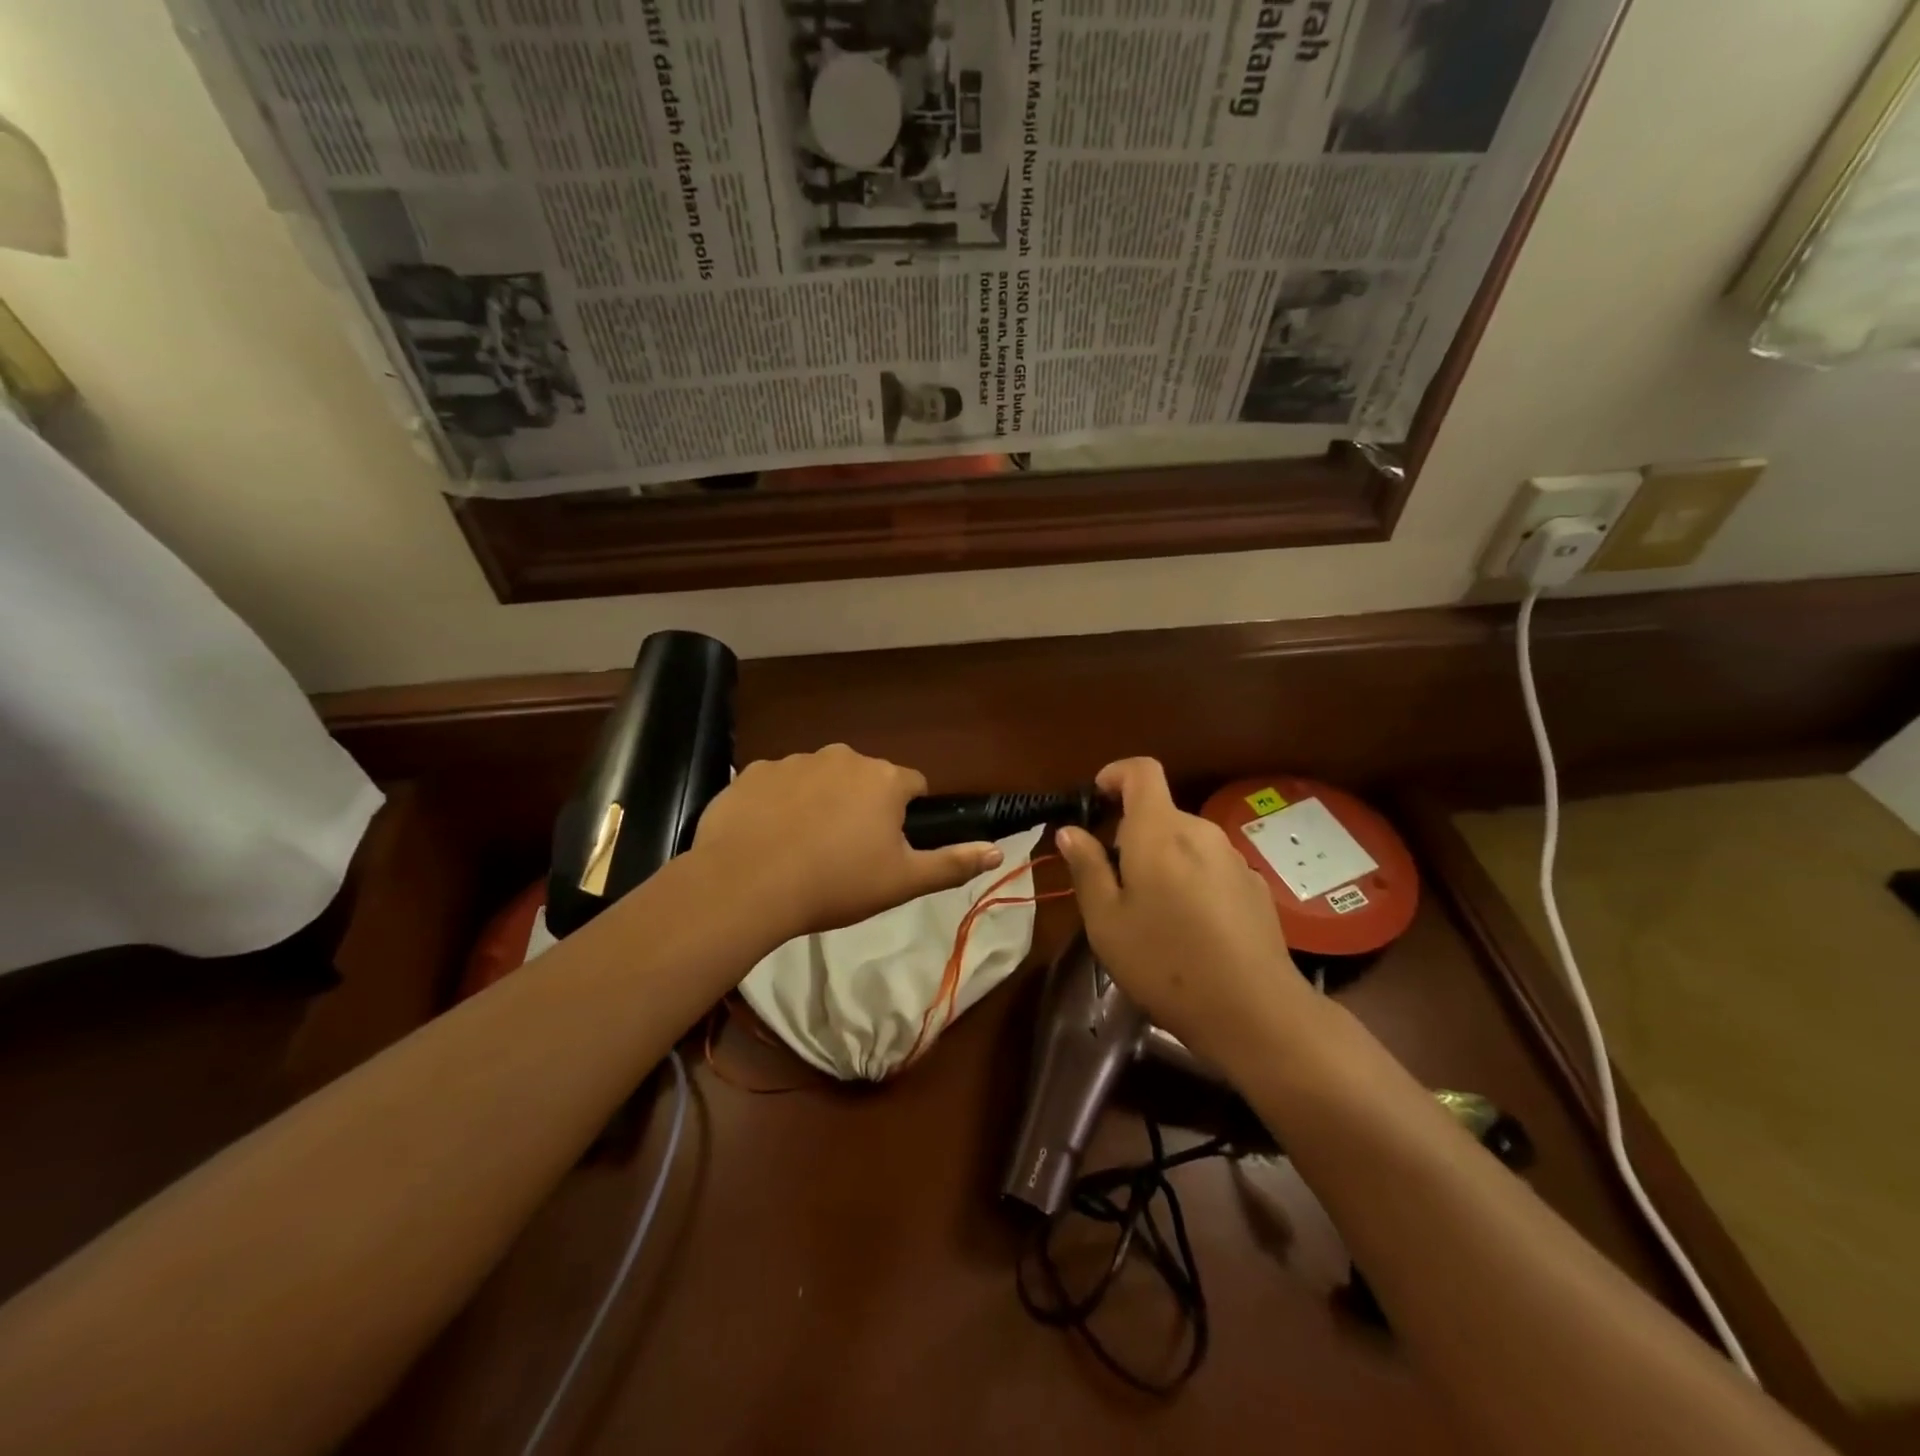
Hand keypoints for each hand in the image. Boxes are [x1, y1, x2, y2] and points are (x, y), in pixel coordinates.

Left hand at [692, 744, 1001, 941]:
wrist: (747, 884)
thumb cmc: (836, 883)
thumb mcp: (902, 881)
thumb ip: (953, 863)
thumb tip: (998, 851)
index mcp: (884, 779)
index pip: (912, 786)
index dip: (905, 815)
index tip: (888, 846)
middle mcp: (843, 757)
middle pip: (865, 778)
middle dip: (862, 806)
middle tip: (846, 853)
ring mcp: (795, 760)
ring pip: (821, 778)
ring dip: (821, 802)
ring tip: (803, 848)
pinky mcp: (754, 771)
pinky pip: (778, 783)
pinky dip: (780, 803)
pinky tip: (768, 837)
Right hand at [1054, 758, 1320, 1075]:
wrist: (1254, 1011)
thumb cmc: (1165, 962)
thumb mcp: (1107, 921)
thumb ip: (1087, 868)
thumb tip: (1071, 831)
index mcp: (1160, 832)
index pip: (1142, 771)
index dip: (1116, 774)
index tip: (1098, 799)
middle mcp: (1201, 832)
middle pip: (1162, 813)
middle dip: (1133, 835)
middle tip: (1114, 883)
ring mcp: (1234, 859)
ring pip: (1186, 843)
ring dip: (1163, 860)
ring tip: (1151, 913)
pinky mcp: (1255, 887)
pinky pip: (1211, 867)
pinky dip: (1191, 880)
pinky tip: (1190, 929)